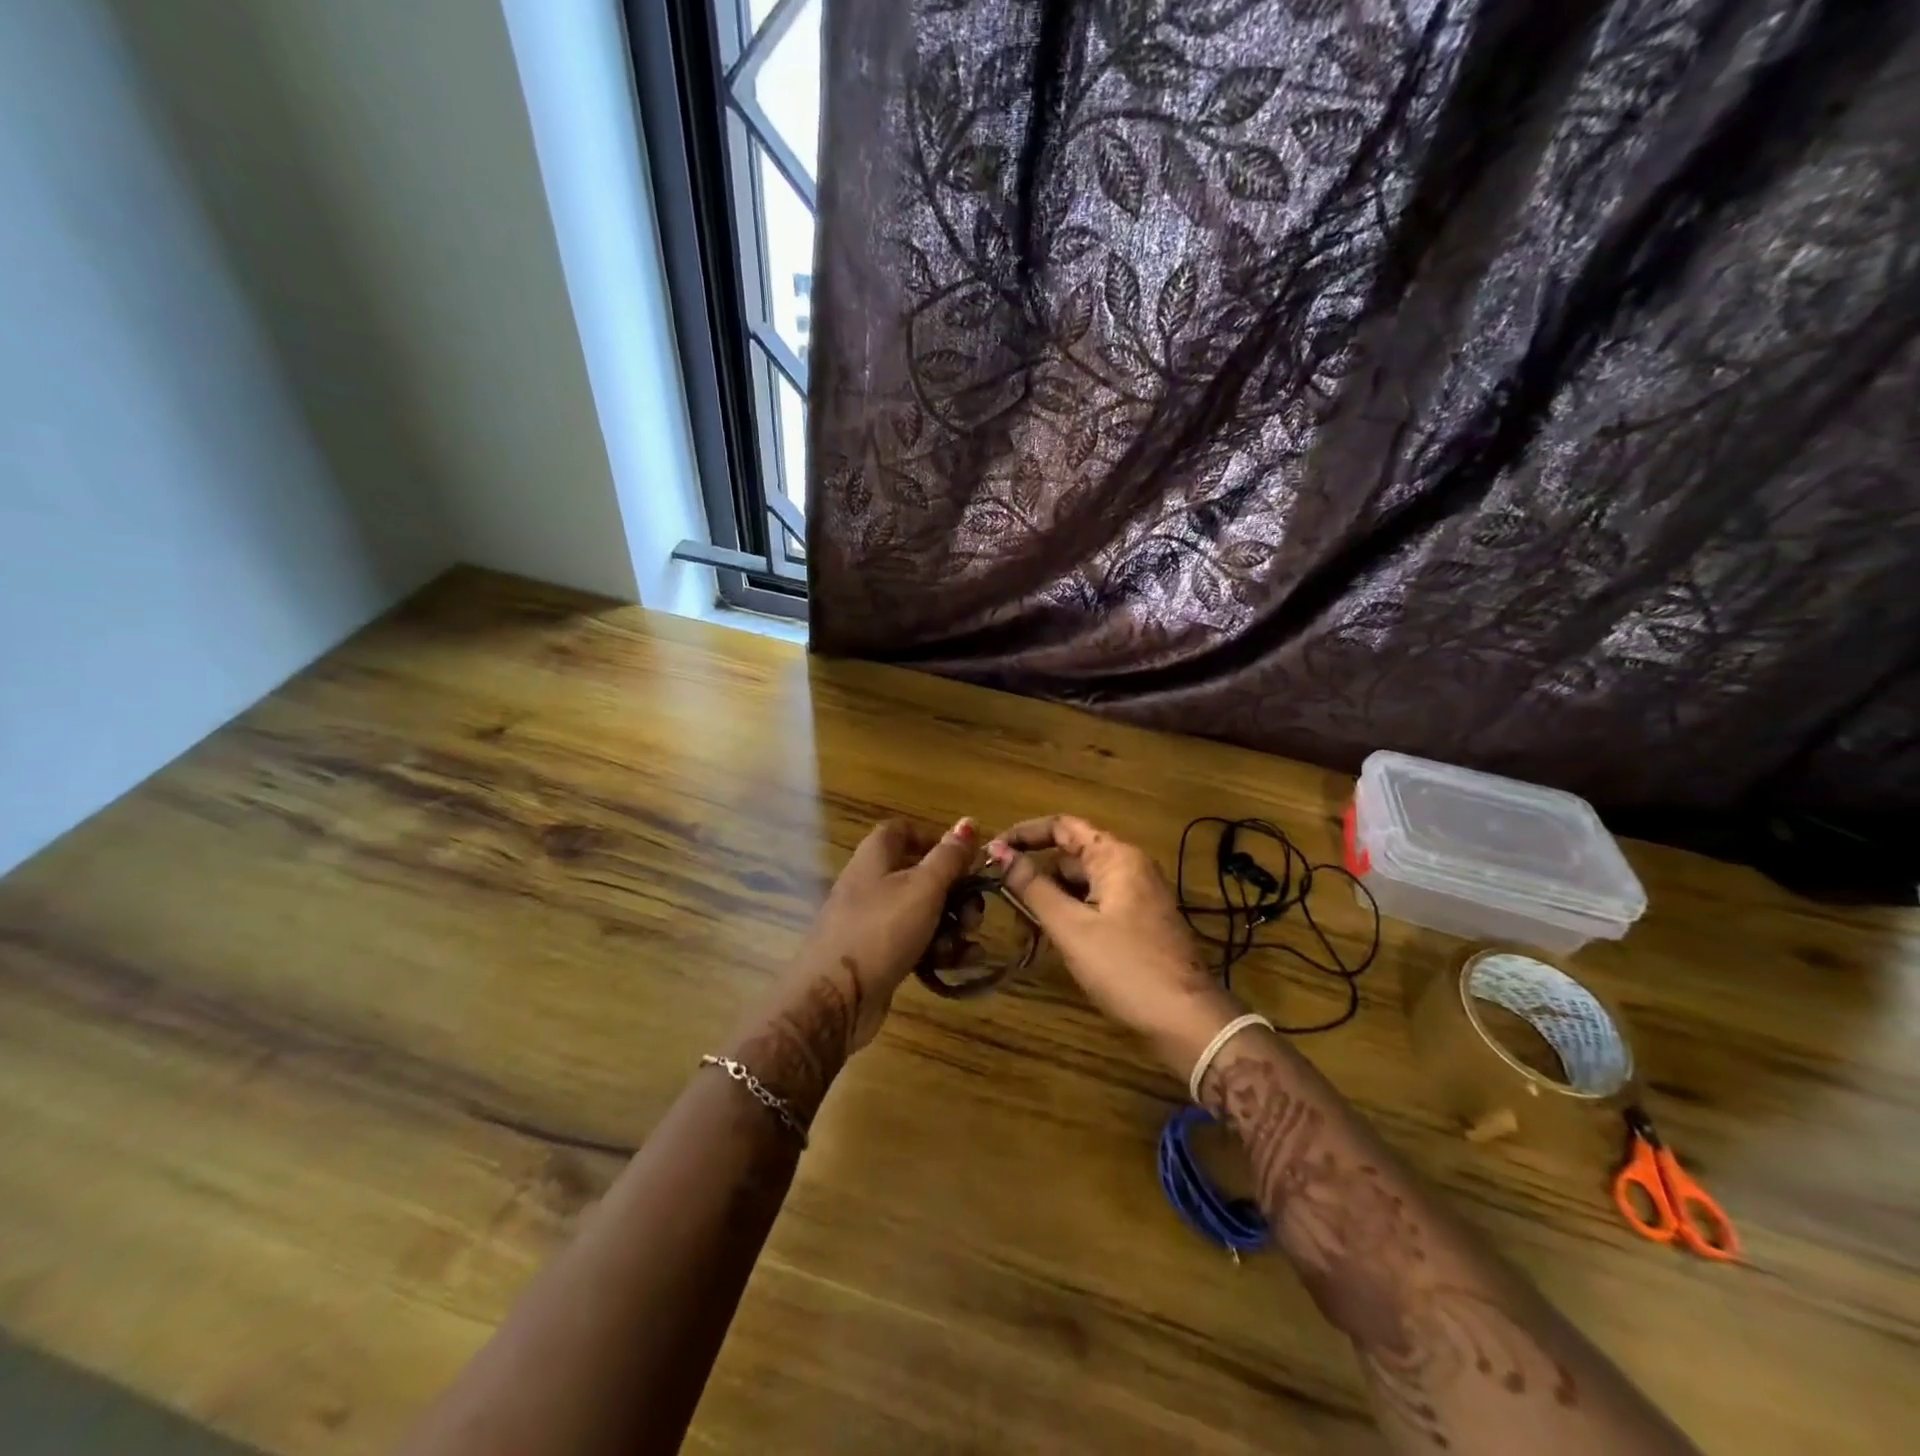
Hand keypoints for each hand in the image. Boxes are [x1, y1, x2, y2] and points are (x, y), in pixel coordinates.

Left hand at [763, 817, 979, 1057]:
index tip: (964, 857)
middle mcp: (870, 885)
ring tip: (968, 942)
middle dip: (954, 892)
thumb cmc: (881, 931)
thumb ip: (949, 856)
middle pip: (918, 875)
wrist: (834, 999)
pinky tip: (959, 962)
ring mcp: (871, 923)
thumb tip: (969, 821)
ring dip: (950, 924)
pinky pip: (913, 943)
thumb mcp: (923, 888)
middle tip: (974, 911)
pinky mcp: (876, 956)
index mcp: (874, 858)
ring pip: (920, 913)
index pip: (901, 831)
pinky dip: (937, 949)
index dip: (933, 838)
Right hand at [988, 815, 1244, 1077]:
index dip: (1024, 834)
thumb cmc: (1125, 967)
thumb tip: (997, 851)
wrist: (1186, 1021)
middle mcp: (1129, 865)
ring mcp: (1136, 895)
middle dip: (1035, 875)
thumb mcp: (1071, 927)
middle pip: (1070, 856)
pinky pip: (1095, 904)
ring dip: (1050, 899)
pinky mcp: (1138, 921)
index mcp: (1116, 855)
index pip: (1062, 826)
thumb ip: (1032, 887)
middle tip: (1001, 902)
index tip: (991, 853)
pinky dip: (1070, 914)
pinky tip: (1051, 939)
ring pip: (1081, 884)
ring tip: (1022, 927)